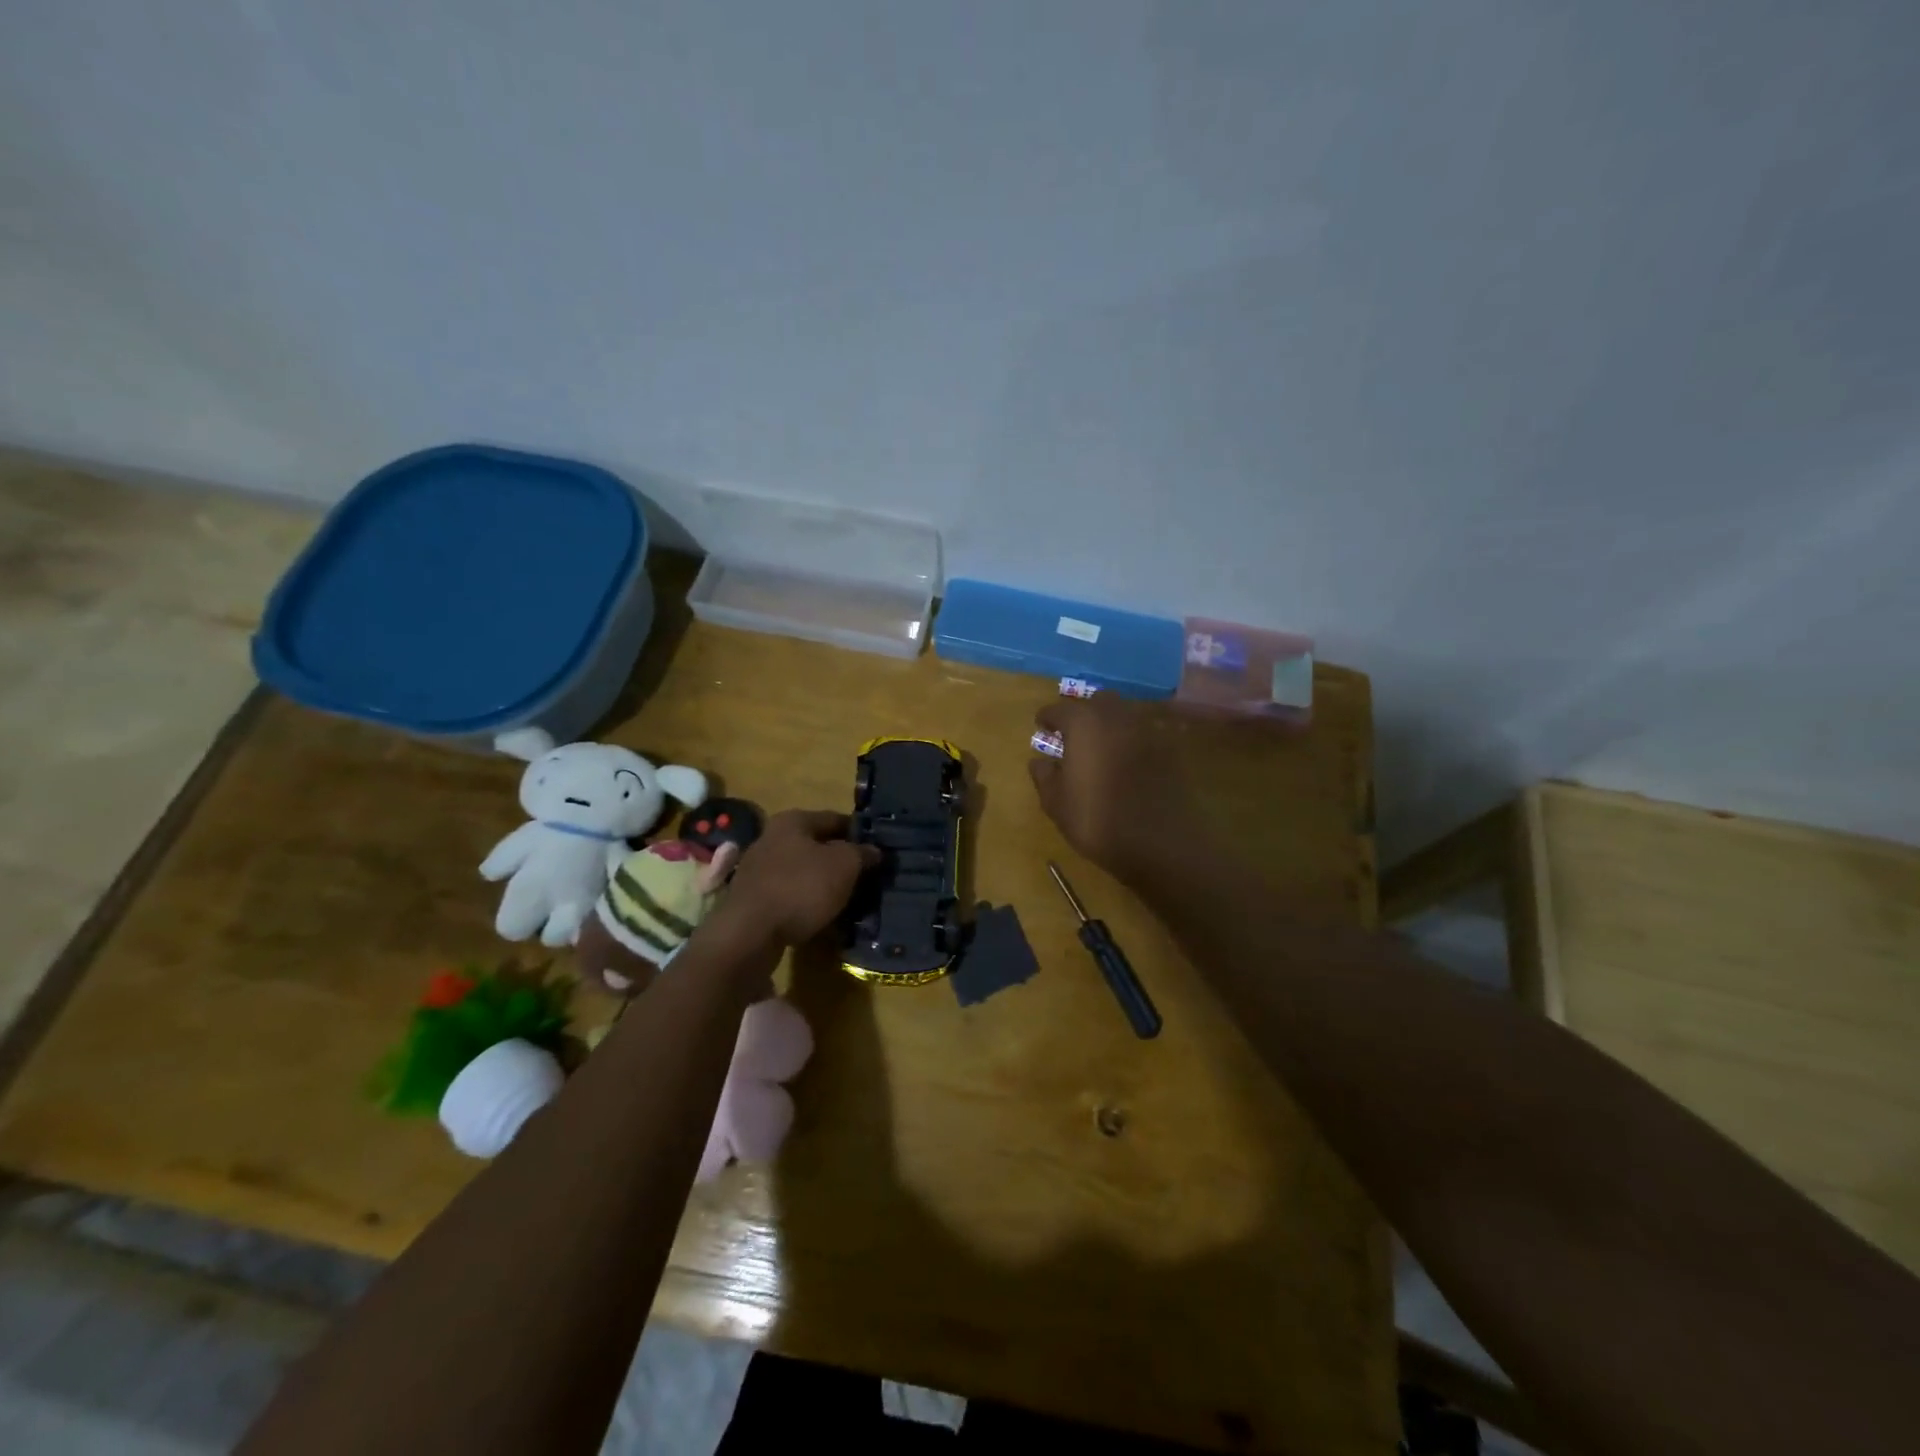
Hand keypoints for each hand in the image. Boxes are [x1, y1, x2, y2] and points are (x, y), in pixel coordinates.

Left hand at [718, 810, 879, 946]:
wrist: (749, 934)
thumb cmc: (801, 888)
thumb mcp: (844, 865)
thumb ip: (862, 853)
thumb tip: (874, 851)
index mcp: (793, 821)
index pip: (835, 818)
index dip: (859, 833)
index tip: (878, 850)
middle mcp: (771, 838)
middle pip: (816, 845)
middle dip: (840, 860)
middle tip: (865, 877)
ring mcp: (757, 869)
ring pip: (803, 871)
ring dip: (824, 883)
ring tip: (848, 900)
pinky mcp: (752, 898)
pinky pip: (789, 894)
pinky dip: (806, 902)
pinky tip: (822, 917)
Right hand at [1028, 698, 1201, 882]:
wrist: (1161, 842)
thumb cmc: (1097, 820)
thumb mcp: (1057, 803)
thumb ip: (1044, 776)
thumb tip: (1039, 761)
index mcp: (1083, 723)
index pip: (1058, 709)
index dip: (1047, 718)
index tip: (1042, 728)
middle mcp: (1115, 716)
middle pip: (1095, 702)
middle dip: (1082, 713)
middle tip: (1072, 734)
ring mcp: (1146, 729)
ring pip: (1123, 713)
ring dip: (1108, 723)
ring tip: (1100, 746)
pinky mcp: (1168, 747)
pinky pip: (1143, 733)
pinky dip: (1130, 739)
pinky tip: (1125, 760)